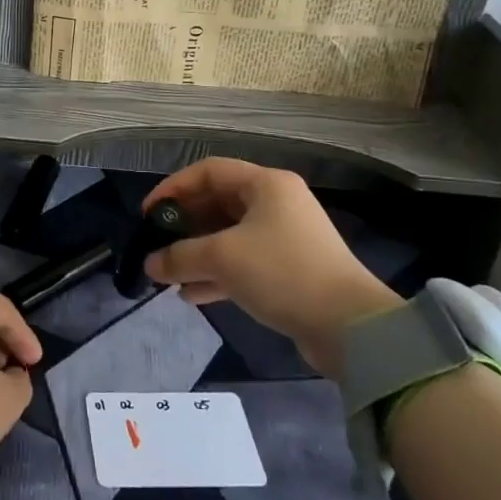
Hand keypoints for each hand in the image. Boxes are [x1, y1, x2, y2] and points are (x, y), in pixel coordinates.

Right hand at [143, 158, 400, 378]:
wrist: (351, 328)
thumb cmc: (282, 272)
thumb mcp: (222, 258)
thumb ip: (179, 256)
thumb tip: (150, 264)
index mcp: (266, 184)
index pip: (207, 171)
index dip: (173, 189)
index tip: (148, 214)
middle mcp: (277, 203)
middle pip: (217, 203)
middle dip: (183, 226)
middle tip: (157, 245)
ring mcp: (285, 237)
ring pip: (229, 236)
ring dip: (197, 254)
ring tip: (168, 275)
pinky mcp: (290, 269)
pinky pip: (243, 262)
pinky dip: (217, 274)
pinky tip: (191, 295)